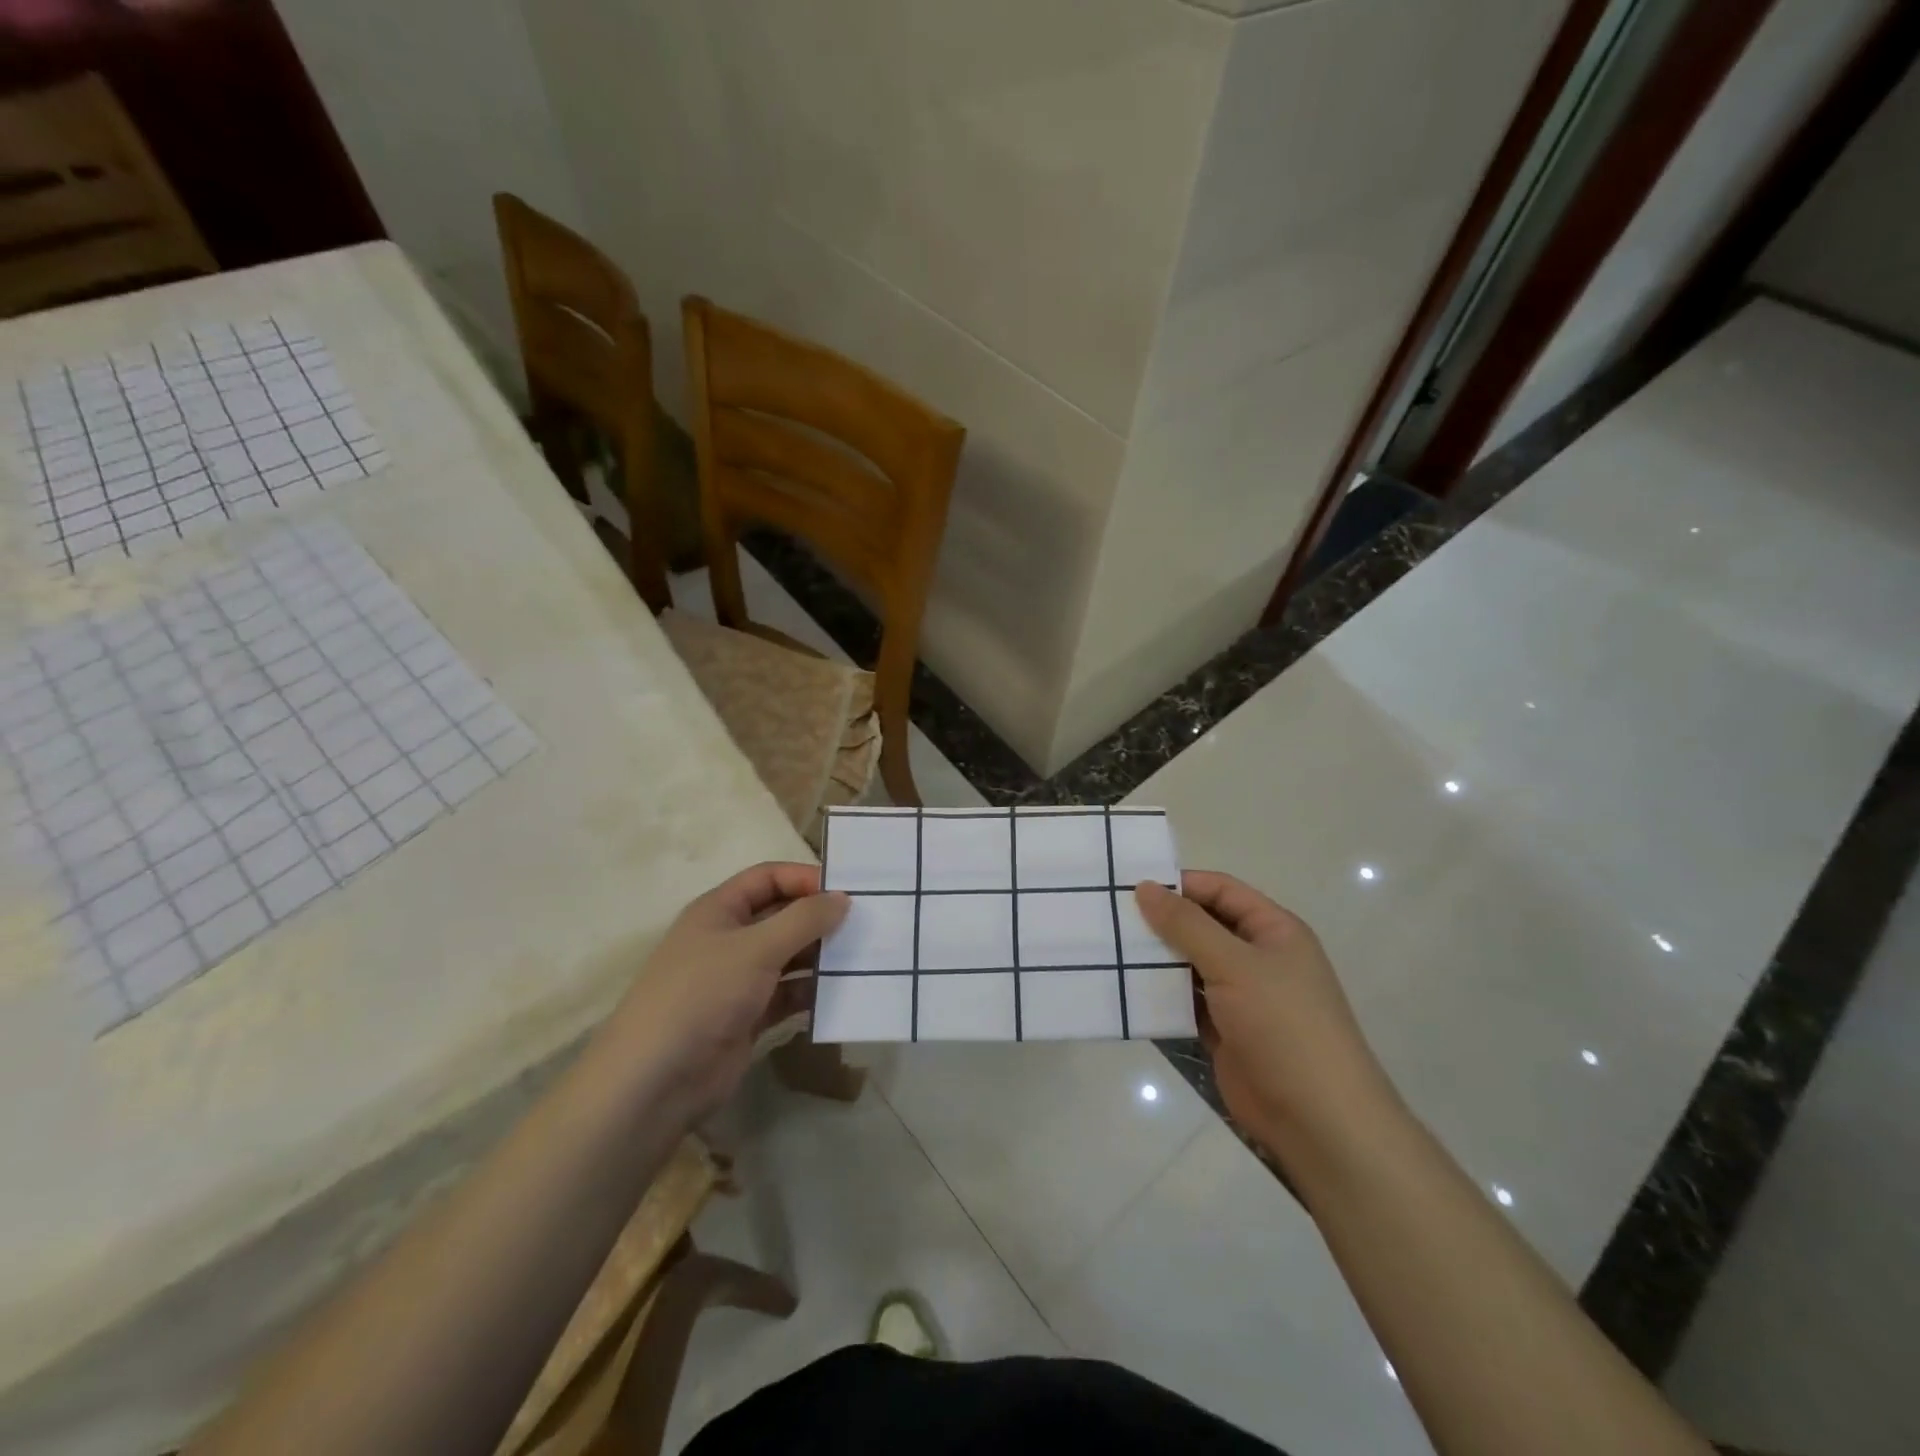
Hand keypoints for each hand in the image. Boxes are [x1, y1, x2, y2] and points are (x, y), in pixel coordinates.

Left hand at [601, 862, 847, 1119]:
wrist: (654, 1081)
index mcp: (719, 910)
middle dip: (820, 919)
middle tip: (867, 923)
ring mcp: (738, 980)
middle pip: (782, 916)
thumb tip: (843, 899)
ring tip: (865, 957)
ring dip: (821, 957)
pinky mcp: (748, 1017)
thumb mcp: (756, 948)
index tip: (847, 891)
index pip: (768, 878)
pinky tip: (844, 994)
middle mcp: (729, 939)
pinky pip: (789, 995)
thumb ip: (803, 920)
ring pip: (789, 958)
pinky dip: (812, 993)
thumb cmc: (702, 995)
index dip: (805, 878)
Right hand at [1136, 872, 1401, 1175]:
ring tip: (1109, 949)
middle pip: (1203, 926)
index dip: (1180, 885)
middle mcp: (1258, 958)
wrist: (1318, 1120)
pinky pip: (1187, 1001)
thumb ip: (1187, 925)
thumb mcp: (1234, 964)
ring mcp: (1242, 997)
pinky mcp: (1225, 1031)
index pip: (1221, 890)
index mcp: (1273, 930)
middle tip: (1111, 917)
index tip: (1132, 887)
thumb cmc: (1283, 1025)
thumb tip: (1144, 888)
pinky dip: (1162, 995)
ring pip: (1191, 964)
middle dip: (1162, 922)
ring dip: (1158, 959)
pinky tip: (1125, 989)